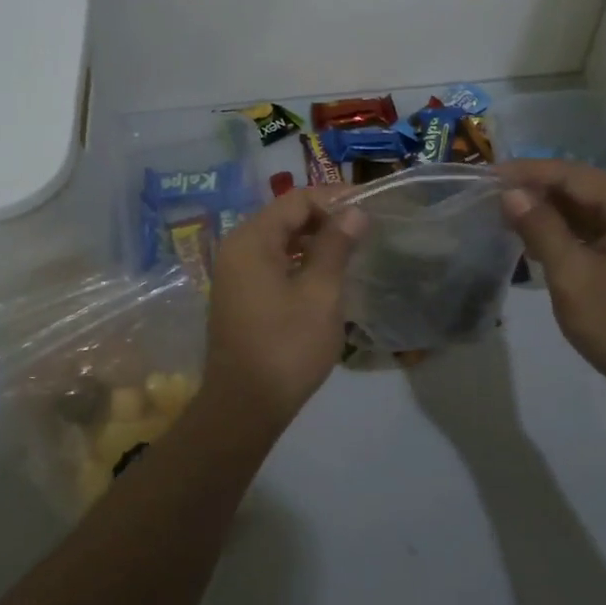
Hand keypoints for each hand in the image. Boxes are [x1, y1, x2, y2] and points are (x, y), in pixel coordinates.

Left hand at [203, 187, 366, 427]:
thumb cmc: (286, 347)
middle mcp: (237, 248)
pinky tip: (326, 275)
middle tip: (365, 228)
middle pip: (285, 216)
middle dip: (325, 217)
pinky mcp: (241, 295)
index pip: (296, 200)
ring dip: (314, 240)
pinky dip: (299, 260)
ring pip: (279, 240)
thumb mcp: (320, 294)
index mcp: (251, 240)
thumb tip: (354, 211)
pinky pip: (272, 262)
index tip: (370, 206)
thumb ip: (336, 247)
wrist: (245, 407)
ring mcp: (235, 273)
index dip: (334, 198)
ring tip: (352, 249)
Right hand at [498, 160, 605, 401]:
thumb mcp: (572, 275)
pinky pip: (600, 234)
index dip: (529, 173)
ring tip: (508, 216)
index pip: (575, 175)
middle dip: (539, 192)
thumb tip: (511, 194)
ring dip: (552, 214)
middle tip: (493, 196)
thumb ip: (540, 228)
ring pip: (591, 213)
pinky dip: (569, 235)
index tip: (488, 174)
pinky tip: (538, 241)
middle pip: (585, 190)